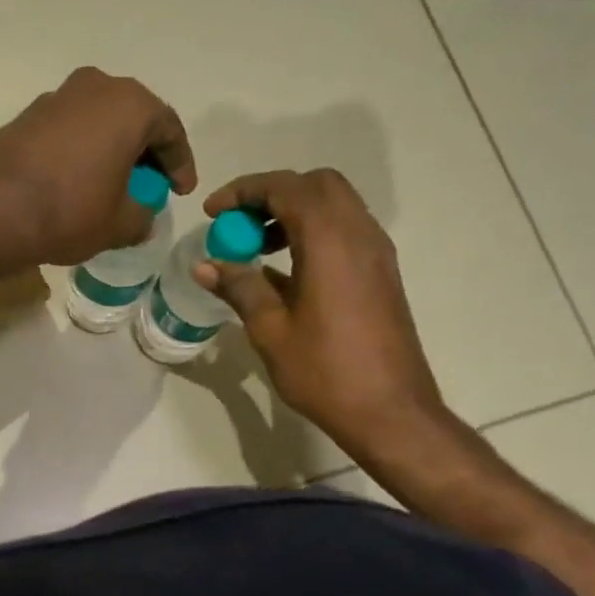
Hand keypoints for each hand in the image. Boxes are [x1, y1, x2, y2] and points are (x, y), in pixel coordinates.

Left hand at [0, 67, 198, 268]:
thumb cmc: (68, 212)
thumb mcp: (118, 225)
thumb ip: (141, 217)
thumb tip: (142, 217)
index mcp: (130, 105)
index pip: (169, 130)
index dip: (180, 164)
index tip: (181, 191)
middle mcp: (95, 87)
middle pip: (133, 118)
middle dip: (146, 153)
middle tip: (150, 186)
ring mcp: (56, 97)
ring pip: (99, 122)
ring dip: (111, 151)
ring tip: (113, 187)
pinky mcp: (26, 116)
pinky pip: (69, 132)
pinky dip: (81, 153)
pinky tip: (77, 183)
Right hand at [198, 169, 448, 458]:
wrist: (389, 410)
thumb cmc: (324, 371)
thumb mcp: (271, 330)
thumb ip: (240, 287)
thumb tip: (205, 265)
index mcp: (330, 241)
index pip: (286, 188)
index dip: (244, 191)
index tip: (212, 213)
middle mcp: (359, 234)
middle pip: (316, 185)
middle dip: (271, 194)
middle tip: (237, 225)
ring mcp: (376, 253)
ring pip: (334, 205)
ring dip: (293, 212)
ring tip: (255, 248)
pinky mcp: (381, 273)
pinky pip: (345, 231)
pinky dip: (312, 232)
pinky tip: (284, 271)